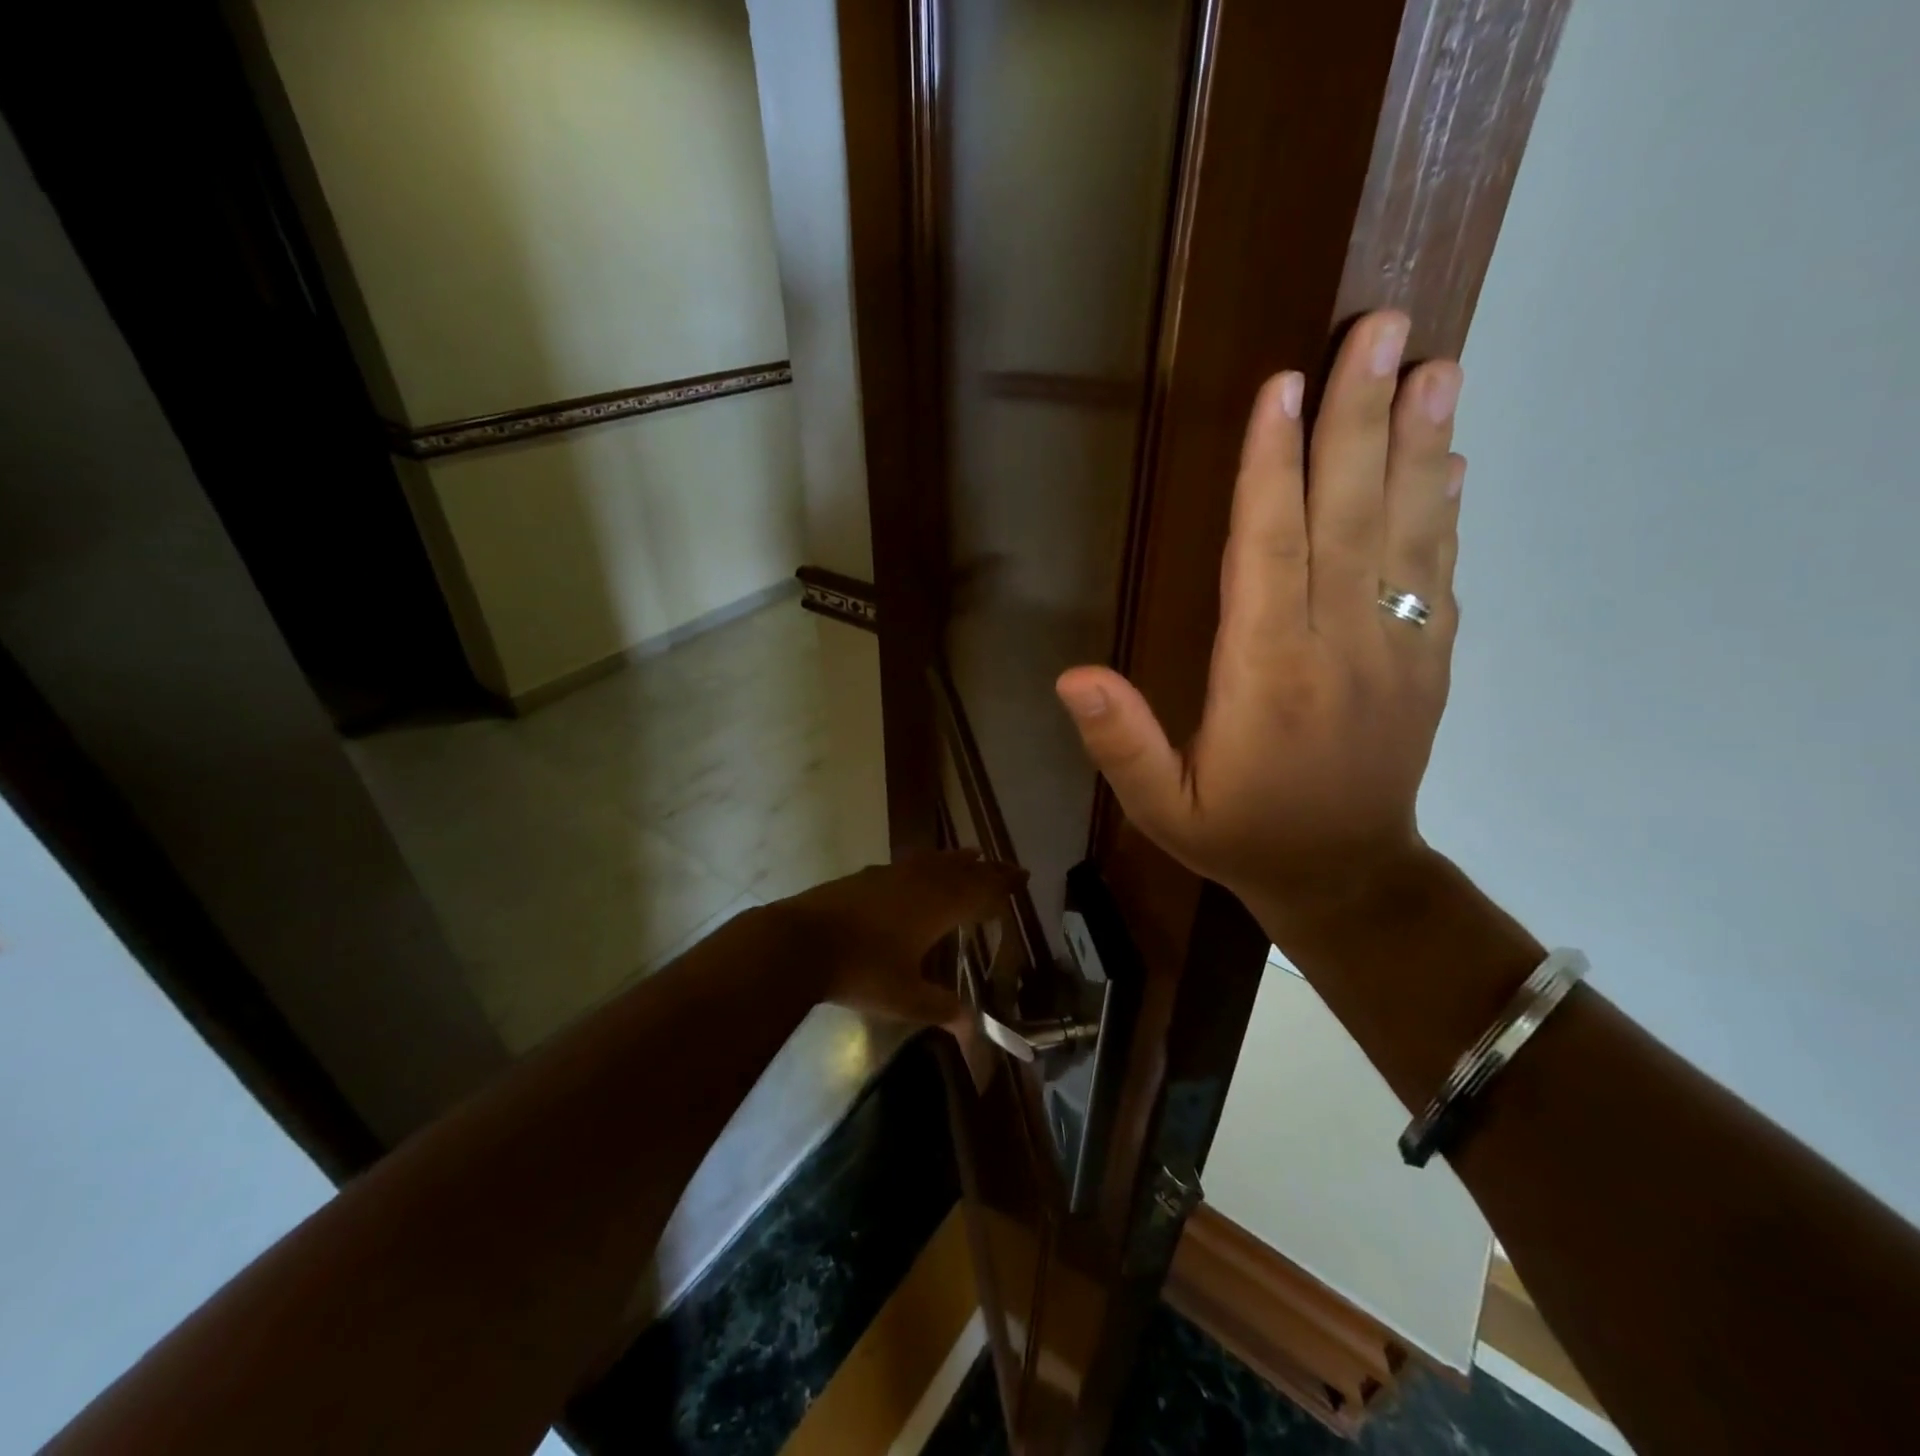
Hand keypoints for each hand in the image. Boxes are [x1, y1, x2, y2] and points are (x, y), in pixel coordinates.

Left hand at [771, 851, 1024, 1024]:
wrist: (800, 941)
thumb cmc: (860, 970)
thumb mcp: (905, 998)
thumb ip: (940, 1008)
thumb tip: (973, 1032)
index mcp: (937, 906)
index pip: (980, 890)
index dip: (1002, 885)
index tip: (1022, 877)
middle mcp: (919, 883)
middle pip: (961, 869)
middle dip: (986, 869)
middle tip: (1007, 866)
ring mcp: (890, 874)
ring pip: (933, 860)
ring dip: (955, 859)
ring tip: (970, 855)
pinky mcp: (865, 876)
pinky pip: (908, 863)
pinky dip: (925, 863)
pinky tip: (917, 870)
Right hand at [1054, 311, 1464, 919]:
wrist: (1348, 878)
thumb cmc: (1242, 836)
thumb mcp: (1162, 807)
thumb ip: (1121, 744)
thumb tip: (1072, 676)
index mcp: (1267, 678)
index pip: (1268, 554)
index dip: (1271, 470)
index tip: (1281, 388)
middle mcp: (1339, 649)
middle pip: (1347, 519)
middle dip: (1360, 421)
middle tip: (1382, 329)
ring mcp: (1396, 651)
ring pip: (1406, 533)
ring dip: (1419, 446)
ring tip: (1436, 366)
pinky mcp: (1428, 661)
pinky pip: (1437, 572)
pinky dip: (1444, 509)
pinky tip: (1450, 457)